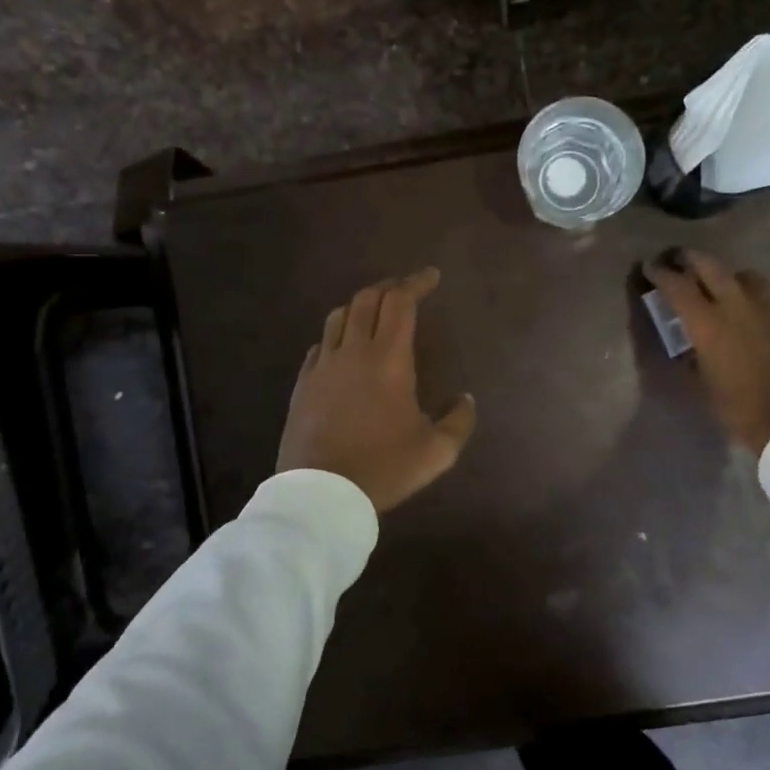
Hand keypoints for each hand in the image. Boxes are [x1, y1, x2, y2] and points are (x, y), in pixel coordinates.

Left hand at [277, 268, 476, 512]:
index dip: (417, 282)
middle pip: (368, 299)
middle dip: (389, 287)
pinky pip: (319, 345)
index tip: (431, 276)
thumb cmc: (384, 469)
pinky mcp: (303, 383)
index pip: (401, 303)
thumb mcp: (436, 452)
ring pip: (338, 316)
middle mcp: (354, 351)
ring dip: (359, 306)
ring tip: (373, 312)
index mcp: (389, 360)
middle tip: (405, 290)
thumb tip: (466, 399)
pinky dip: (336, 336)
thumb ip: (459, 421)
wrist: (321, 493)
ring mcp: (323, 365)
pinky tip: (342, 348)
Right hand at [645, 249, 769, 455]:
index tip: (650, 267)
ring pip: (744, 276)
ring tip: (719, 286)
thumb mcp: (699, 383)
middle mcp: (736, 306)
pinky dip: (750, 301)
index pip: (677, 286)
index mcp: (707, 323)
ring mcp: (767, 310)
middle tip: (679, 259)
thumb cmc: (736, 406)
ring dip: (726, 276)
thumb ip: (691, 356)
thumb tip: (688, 346)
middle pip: (711, 266)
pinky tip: (749, 319)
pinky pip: (766, 300)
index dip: (660, 274)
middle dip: (691, 259)